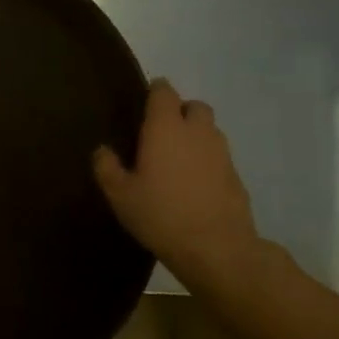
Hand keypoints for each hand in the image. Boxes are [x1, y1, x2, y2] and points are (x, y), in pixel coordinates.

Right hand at [93, 79, 262, 292]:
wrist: (216, 248)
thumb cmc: (160, 214)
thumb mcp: (120, 194)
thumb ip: (106, 167)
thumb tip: (102, 150)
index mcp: (165, 128)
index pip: (164, 92)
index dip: (155, 90)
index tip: (144, 99)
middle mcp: (197, 132)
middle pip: (195, 106)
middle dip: (180, 111)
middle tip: (161, 131)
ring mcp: (221, 153)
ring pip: (210, 130)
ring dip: (195, 135)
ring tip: (176, 158)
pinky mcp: (236, 176)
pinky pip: (219, 156)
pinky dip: (206, 160)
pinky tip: (193, 183)